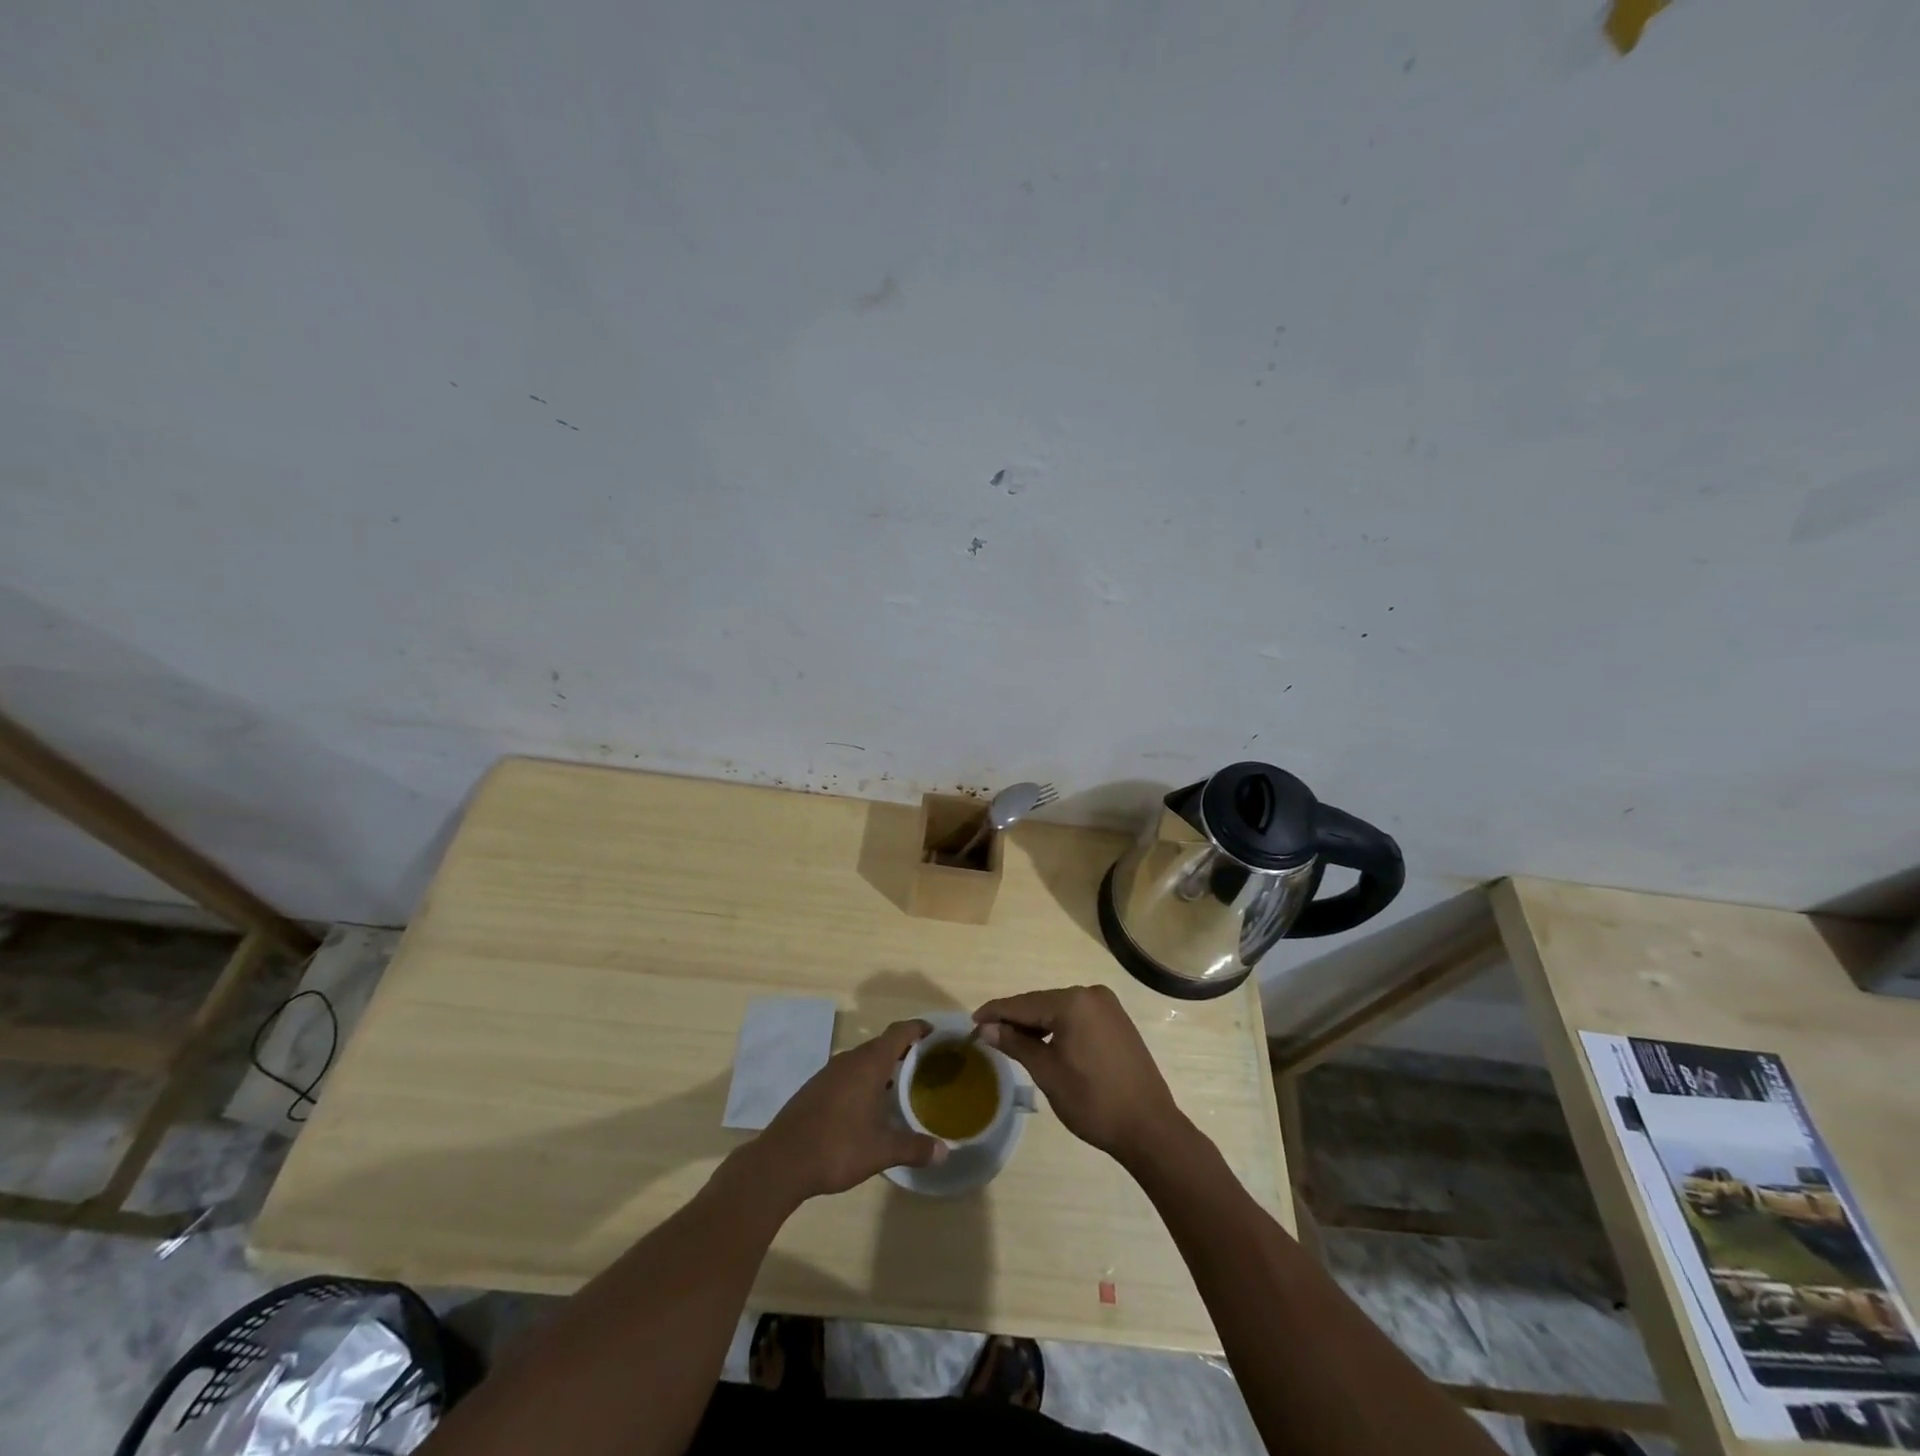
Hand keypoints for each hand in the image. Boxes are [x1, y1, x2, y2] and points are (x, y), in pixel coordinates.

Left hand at [750, 1019, 947, 1200]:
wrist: (781, 1162)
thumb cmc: (837, 1148)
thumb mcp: (881, 1151)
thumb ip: (914, 1148)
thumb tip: (944, 1152)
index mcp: (869, 1064)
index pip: (899, 1032)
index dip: (918, 1029)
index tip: (935, 1034)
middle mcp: (849, 1060)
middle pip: (881, 1043)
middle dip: (903, 1050)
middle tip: (924, 1064)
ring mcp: (828, 1073)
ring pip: (862, 1059)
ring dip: (882, 1066)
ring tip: (900, 1084)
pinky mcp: (814, 1088)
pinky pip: (847, 1073)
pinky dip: (863, 1079)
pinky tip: (867, 1104)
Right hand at [973, 985, 1187, 1168]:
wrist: (1149, 1127)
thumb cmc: (1093, 1101)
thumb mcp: (1047, 1072)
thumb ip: (1016, 1044)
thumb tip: (987, 1028)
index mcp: (1073, 1002)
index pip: (1023, 1003)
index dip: (995, 1013)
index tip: (972, 1022)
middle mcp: (1091, 994)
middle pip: (1041, 1003)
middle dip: (1015, 1018)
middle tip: (988, 1035)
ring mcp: (1108, 1006)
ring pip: (1059, 1009)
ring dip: (1036, 1024)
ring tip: (1012, 1042)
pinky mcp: (1117, 1021)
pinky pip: (1078, 1017)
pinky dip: (1058, 1027)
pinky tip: (1045, 1043)